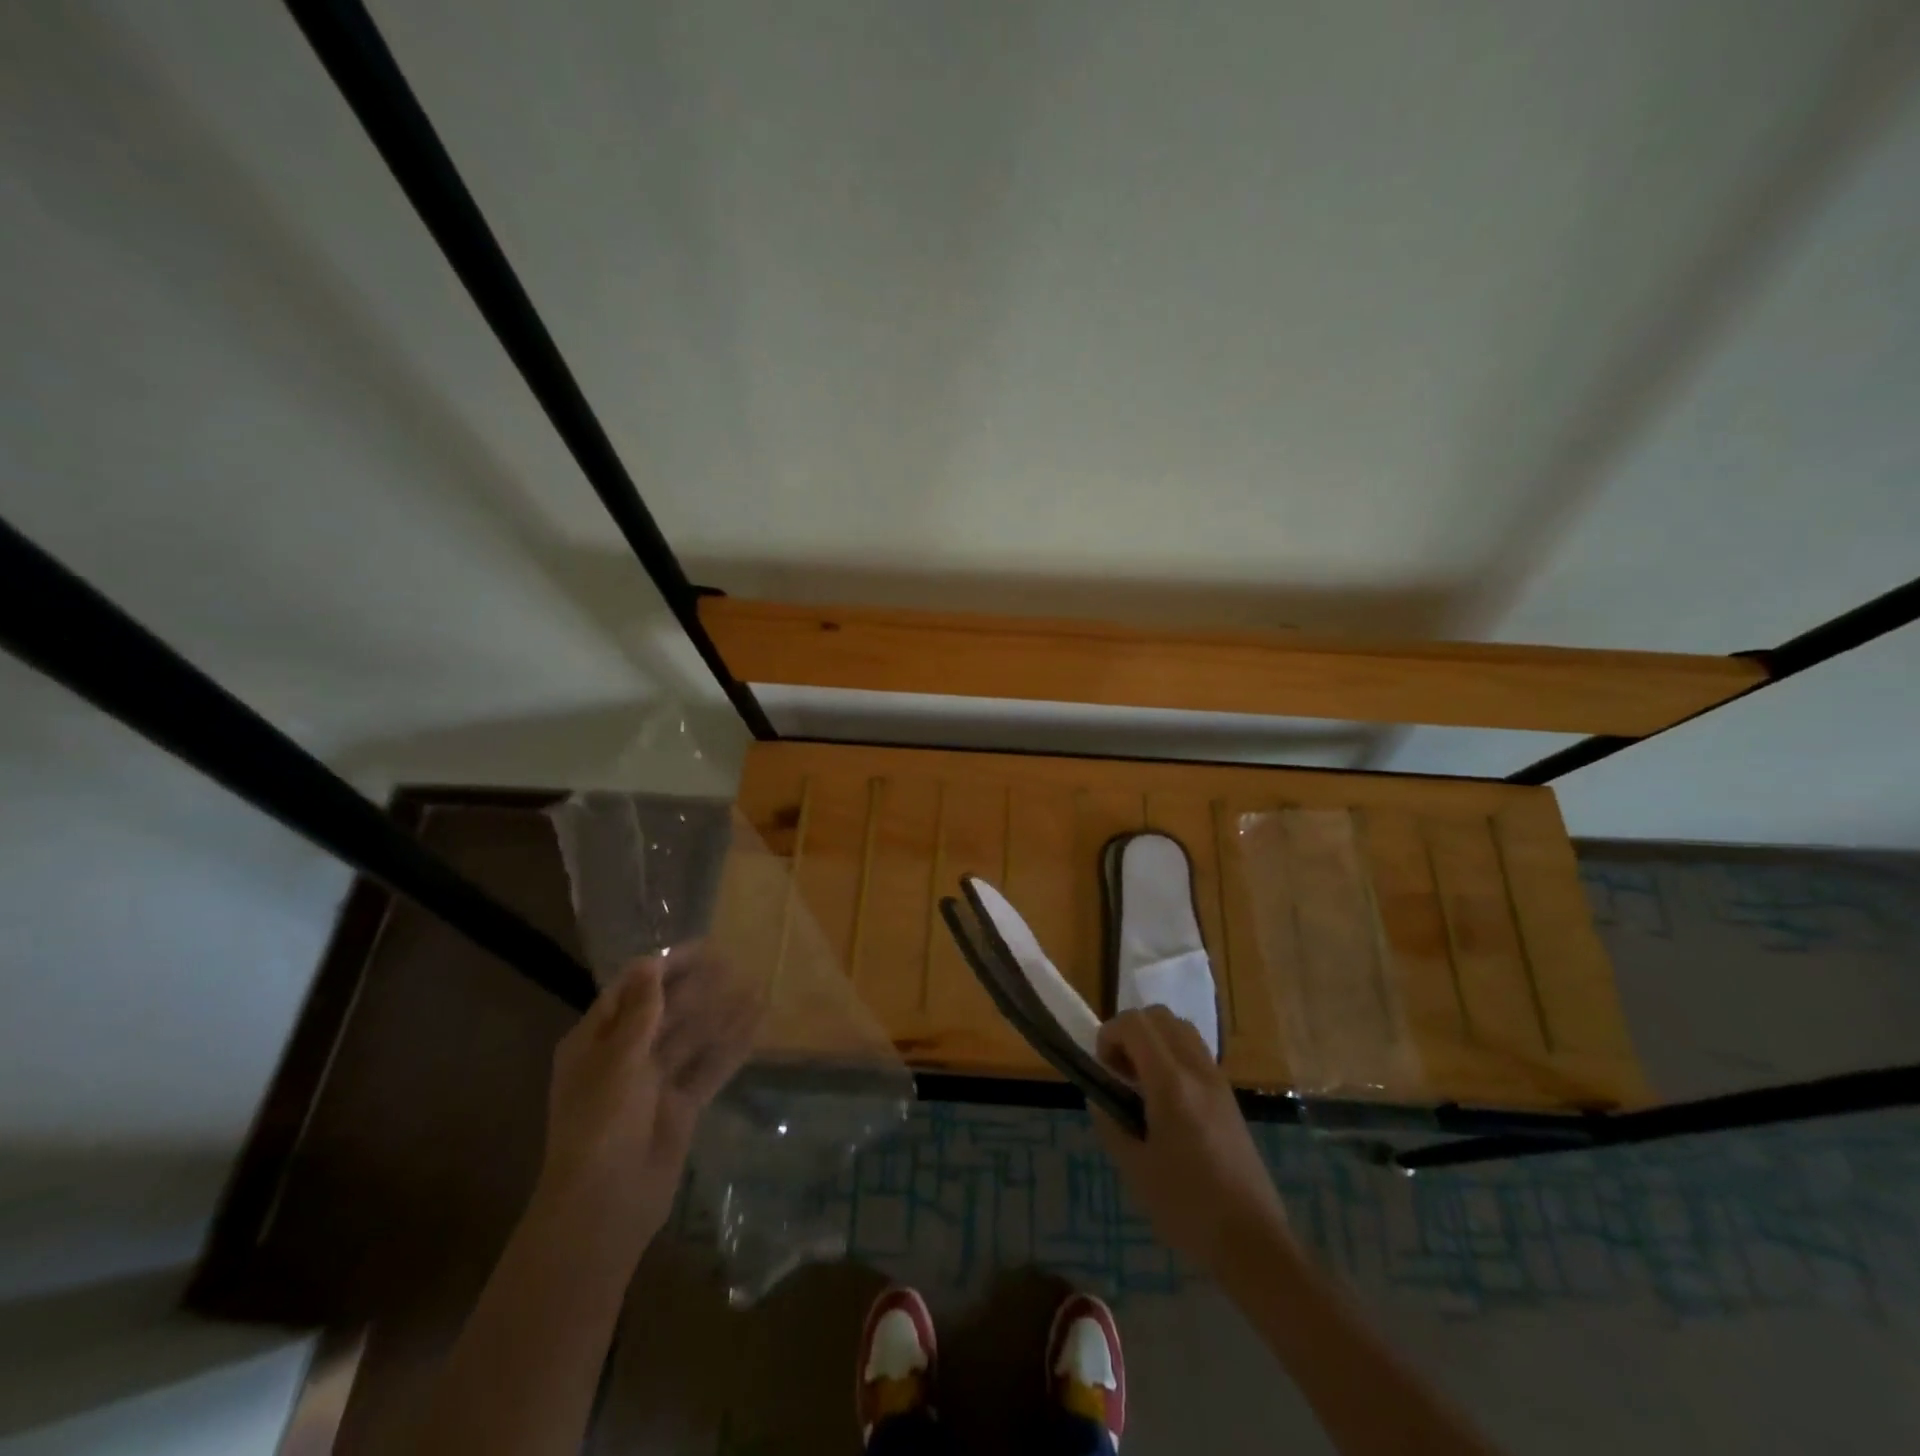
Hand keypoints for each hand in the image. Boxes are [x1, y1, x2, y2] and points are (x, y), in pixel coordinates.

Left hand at [538, 944, 758, 1249]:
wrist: (605, 1204)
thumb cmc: (601, 1124)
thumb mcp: (618, 1060)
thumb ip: (641, 1011)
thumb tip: (650, 962)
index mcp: (595, 1042)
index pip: (633, 990)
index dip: (665, 966)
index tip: (702, 947)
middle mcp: (624, 1057)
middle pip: (665, 1011)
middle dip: (697, 987)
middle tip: (733, 962)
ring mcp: (654, 1083)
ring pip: (692, 1037)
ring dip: (720, 1013)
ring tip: (754, 987)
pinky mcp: (680, 1106)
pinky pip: (709, 1067)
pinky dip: (731, 1046)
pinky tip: (756, 1026)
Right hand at [1092, 1007, 1291, 1270]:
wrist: (1253, 1242)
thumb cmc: (1188, 1208)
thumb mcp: (1135, 1169)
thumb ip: (1110, 1122)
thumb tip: (1099, 1096)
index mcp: (1172, 1084)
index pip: (1135, 1024)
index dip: (1109, 1034)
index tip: (1102, 1068)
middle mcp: (1197, 1070)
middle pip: (1160, 1016)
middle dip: (1131, 1031)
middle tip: (1119, 1071)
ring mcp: (1218, 1081)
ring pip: (1181, 1029)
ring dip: (1154, 1040)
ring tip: (1141, 1083)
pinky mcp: (1229, 1097)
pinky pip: (1196, 1053)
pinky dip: (1173, 1056)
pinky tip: (1166, 1101)